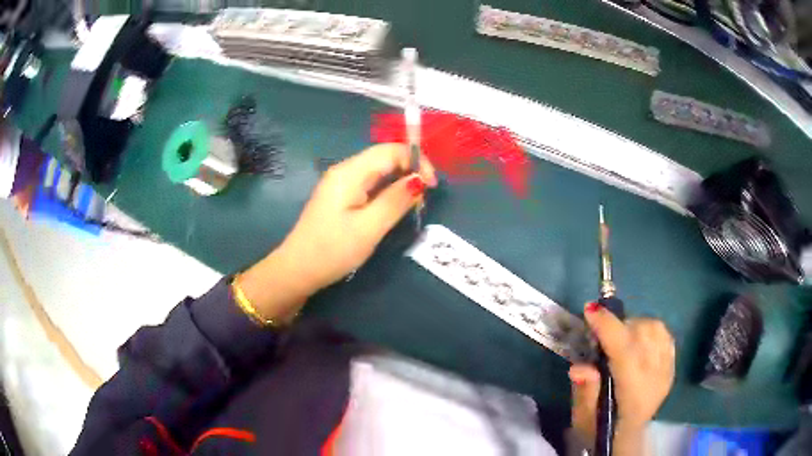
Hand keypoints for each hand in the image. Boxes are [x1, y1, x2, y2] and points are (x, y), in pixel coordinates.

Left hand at [281, 143, 436, 290]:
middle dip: (409, 172)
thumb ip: (395, 200)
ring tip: (412, 207)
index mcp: (350, 172)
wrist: (298, 270)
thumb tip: (419, 180)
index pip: (390, 150)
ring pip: (378, 172)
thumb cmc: (332, 250)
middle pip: (384, 158)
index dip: (416, 161)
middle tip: (422, 201)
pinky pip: (370, 185)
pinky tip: (393, 208)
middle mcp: (345, 170)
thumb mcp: (369, 227)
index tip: (432, 186)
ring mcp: (341, 183)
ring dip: (399, 183)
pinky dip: (387, 192)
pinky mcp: (340, 196)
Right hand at [569, 304, 674, 451]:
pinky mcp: (671, 367)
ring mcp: (666, 371)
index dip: (608, 327)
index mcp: (632, 395)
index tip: (590, 310)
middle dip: (619, 326)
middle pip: (643, 334)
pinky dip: (650, 330)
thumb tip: (579, 367)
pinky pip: (665, 335)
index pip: (625, 352)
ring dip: (635, 326)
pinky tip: (638, 341)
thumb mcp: (583, 418)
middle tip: (602, 336)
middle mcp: (654, 379)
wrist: (626, 440)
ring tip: (621, 338)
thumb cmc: (600, 429)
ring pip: (656, 330)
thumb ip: (584, 391)